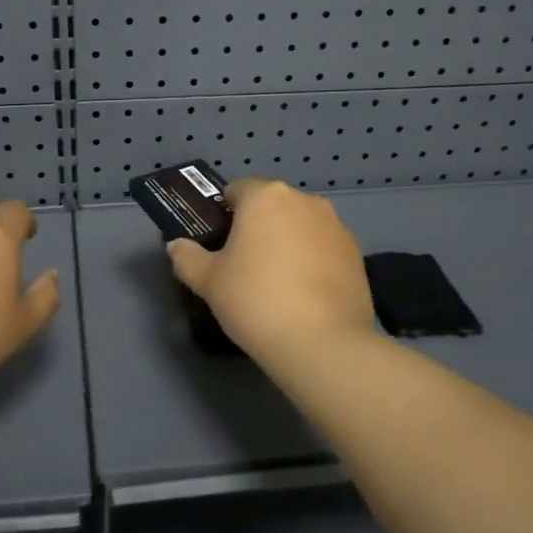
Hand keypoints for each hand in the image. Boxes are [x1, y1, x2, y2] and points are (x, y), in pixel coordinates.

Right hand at [167, 178, 374, 361]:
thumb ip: (187, 258)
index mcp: (265, 197)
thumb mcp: (208, 282)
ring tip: (277, 283)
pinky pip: (323, 248)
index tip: (219, 244)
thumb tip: (177, 246)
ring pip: (300, 226)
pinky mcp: (356, 254)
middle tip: (243, 265)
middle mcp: (304, 201)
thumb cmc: (255, 301)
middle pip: (272, 206)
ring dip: (287, 242)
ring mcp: (336, 226)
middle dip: (258, 227)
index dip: (224, 214)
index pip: (237, 190)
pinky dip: (312, 261)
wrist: (323, 343)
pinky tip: (304, 295)